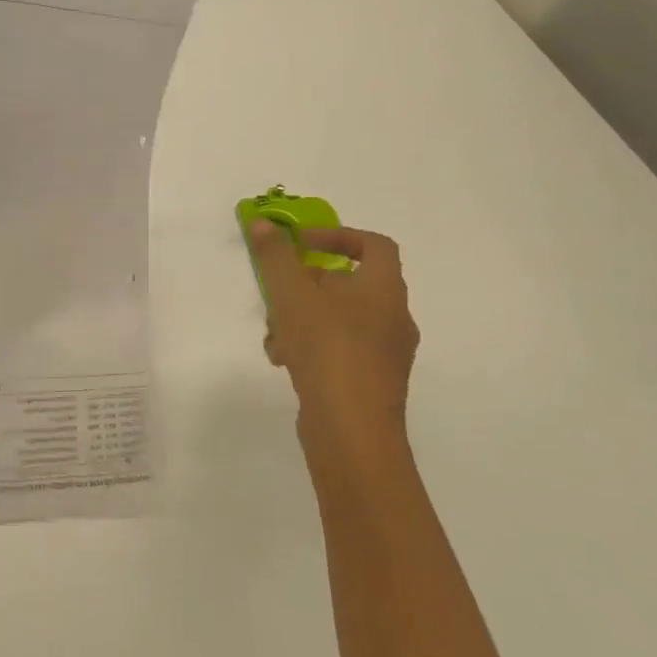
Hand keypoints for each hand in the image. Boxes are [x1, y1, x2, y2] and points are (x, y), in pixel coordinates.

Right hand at [249, 221, 419, 489]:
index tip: (301, 245)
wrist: (351, 432)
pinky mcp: (370, 384)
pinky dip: (311, 347)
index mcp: (385, 290)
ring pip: (339, 319)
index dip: (337, 236)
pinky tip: (283, 360)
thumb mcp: (291, 292)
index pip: (374, 245)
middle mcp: (393, 318)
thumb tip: (263, 224)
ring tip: (275, 333)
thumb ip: (275, 255)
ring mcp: (385, 355)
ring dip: (302, 318)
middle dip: (307, 284)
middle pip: (349, 284)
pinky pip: (339, 351)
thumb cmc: (327, 348)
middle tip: (279, 291)